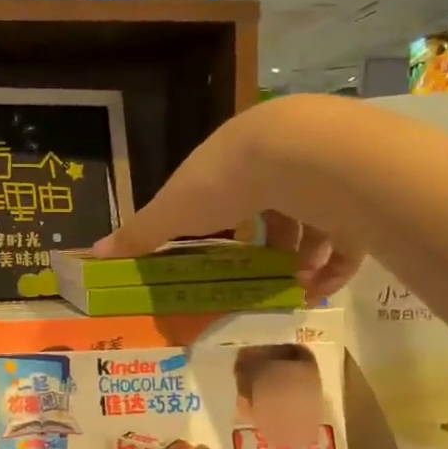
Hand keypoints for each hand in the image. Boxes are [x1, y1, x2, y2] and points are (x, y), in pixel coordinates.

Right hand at [89, 98, 360, 301]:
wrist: (302, 158)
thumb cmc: (226, 182)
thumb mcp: (172, 212)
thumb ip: (138, 234)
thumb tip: (91, 254)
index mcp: (234, 158)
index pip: (228, 190)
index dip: (223, 221)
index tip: (218, 251)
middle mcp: (280, 163)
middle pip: (274, 209)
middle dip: (267, 245)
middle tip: (256, 277)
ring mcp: (322, 181)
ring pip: (313, 224)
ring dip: (299, 260)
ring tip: (287, 288)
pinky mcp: (356, 202)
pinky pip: (347, 241)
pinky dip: (332, 268)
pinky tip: (316, 290)